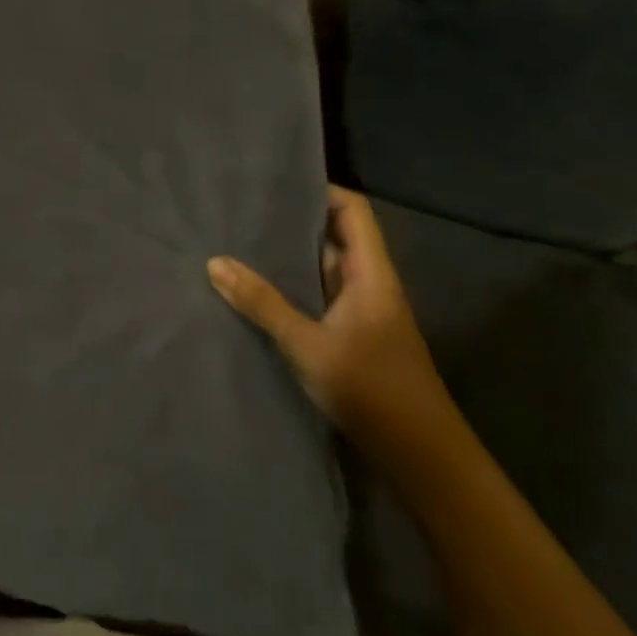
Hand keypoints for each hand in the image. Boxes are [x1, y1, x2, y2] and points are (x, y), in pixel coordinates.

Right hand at [207, 186, 454, 455]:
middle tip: (244, 211)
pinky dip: (292, 287)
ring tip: (240, 243)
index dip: (321, 190)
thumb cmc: (371, 388)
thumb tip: (216, 262)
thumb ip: (263, 303)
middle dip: (294, 221)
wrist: (420, 453)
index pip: (353, 211)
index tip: (276, 182)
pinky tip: (257, 290)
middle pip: (335, 236)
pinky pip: (318, 296)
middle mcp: (368, 283)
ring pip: (324, 268)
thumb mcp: (308, 343)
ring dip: (290, 257)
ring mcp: (361, 311)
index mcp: (371, 273)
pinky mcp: (351, 335)